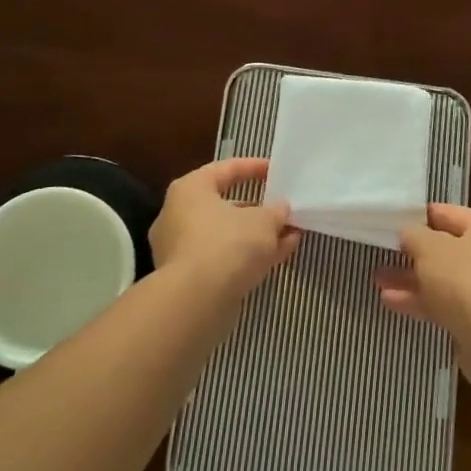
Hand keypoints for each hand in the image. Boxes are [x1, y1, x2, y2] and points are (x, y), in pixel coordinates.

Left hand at [149, 158, 298, 297]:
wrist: (196, 302)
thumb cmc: (227, 244)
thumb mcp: (263, 221)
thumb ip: (275, 211)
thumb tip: (281, 209)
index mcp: (190, 189)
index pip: (225, 169)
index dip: (254, 168)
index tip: (276, 171)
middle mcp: (178, 215)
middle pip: (225, 205)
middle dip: (258, 209)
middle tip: (283, 209)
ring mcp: (181, 249)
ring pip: (227, 235)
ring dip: (258, 235)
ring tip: (291, 234)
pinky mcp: (189, 279)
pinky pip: (224, 258)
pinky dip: (249, 256)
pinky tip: (280, 255)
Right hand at [373, 204, 470, 391]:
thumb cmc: (465, 280)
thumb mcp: (430, 248)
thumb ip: (414, 235)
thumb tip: (409, 233)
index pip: (446, 213)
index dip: (417, 216)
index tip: (389, 222)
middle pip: (444, 248)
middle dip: (412, 252)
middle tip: (382, 253)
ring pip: (441, 278)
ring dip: (411, 278)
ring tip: (378, 279)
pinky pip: (443, 303)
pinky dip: (419, 301)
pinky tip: (390, 302)